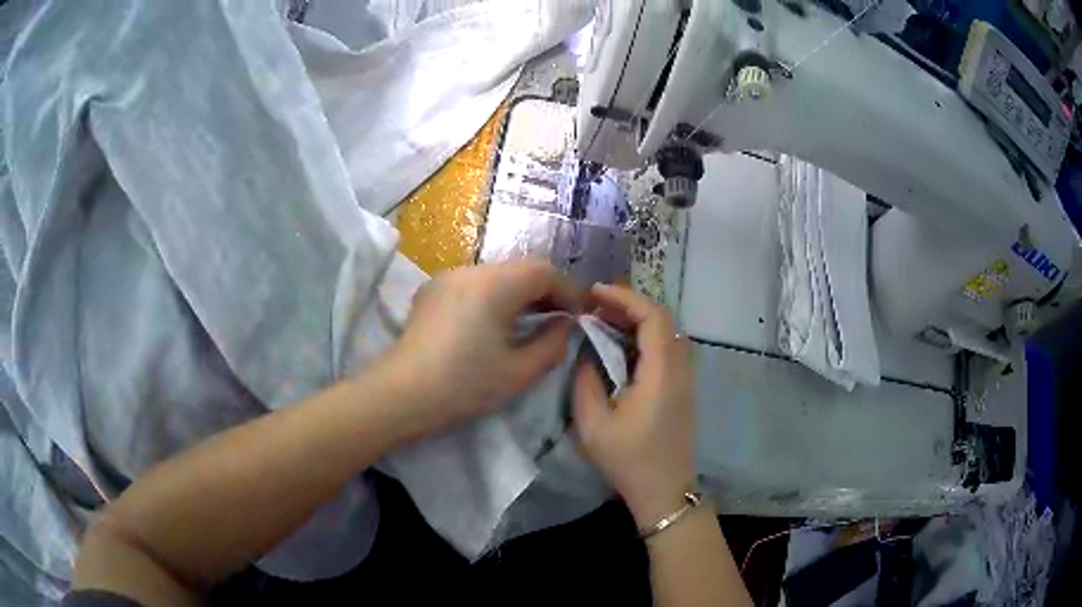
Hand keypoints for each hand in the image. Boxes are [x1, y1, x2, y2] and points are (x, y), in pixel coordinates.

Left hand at [387, 260, 583, 437]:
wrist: (401, 394)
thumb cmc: (463, 384)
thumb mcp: (519, 372)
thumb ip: (552, 343)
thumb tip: (565, 325)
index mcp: (495, 284)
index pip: (544, 271)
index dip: (568, 290)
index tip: (581, 315)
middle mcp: (470, 270)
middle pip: (519, 269)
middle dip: (545, 292)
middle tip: (561, 321)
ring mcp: (447, 278)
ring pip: (496, 275)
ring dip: (519, 294)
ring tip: (531, 323)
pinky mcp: (431, 291)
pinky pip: (473, 284)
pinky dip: (494, 297)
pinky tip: (494, 324)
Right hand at [572, 284, 694, 527]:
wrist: (665, 491)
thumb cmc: (629, 461)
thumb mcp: (593, 425)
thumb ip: (585, 381)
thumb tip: (585, 352)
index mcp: (662, 373)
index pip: (653, 317)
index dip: (625, 297)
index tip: (594, 293)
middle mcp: (680, 369)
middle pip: (662, 319)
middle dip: (629, 304)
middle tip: (594, 305)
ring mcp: (685, 379)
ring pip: (667, 332)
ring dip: (637, 320)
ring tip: (603, 320)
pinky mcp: (682, 388)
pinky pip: (667, 348)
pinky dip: (644, 337)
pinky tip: (621, 346)